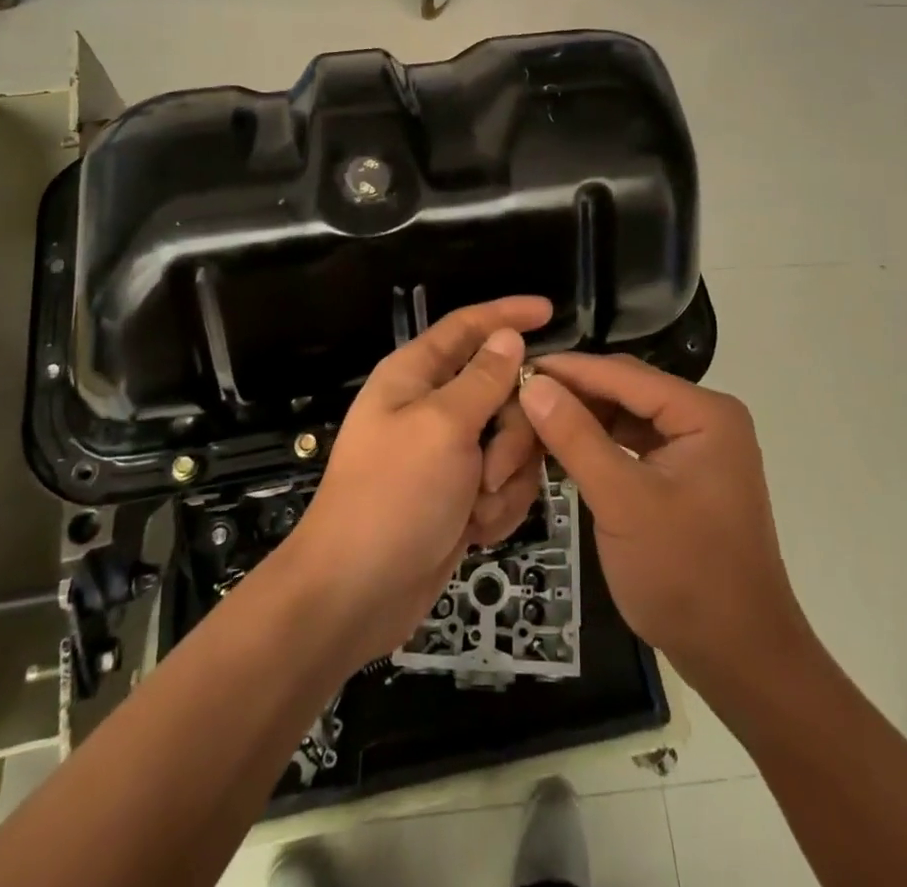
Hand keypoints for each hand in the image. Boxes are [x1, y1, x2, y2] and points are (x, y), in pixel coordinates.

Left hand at [282, 296, 553, 664]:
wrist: (356, 595)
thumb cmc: (393, 497)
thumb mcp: (443, 427)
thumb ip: (483, 379)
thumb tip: (507, 335)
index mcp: (415, 375)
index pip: (467, 327)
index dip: (507, 314)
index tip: (550, 311)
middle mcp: (433, 407)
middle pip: (503, 390)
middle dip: (511, 431)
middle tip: (492, 467)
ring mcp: (449, 454)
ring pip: (512, 440)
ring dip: (505, 476)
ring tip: (477, 506)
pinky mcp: (461, 495)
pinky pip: (505, 483)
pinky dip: (497, 507)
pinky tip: (474, 530)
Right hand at [520, 353, 810, 696]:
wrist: (741, 658)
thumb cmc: (685, 575)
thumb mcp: (622, 501)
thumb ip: (576, 438)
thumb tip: (534, 384)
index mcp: (704, 413)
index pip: (623, 375)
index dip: (569, 369)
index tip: (516, 367)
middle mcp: (706, 418)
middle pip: (627, 390)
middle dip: (575, 394)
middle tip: (519, 396)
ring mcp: (699, 447)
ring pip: (628, 416)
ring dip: (585, 418)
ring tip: (533, 418)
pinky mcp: (687, 475)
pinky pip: (636, 443)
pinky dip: (601, 444)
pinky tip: (565, 448)